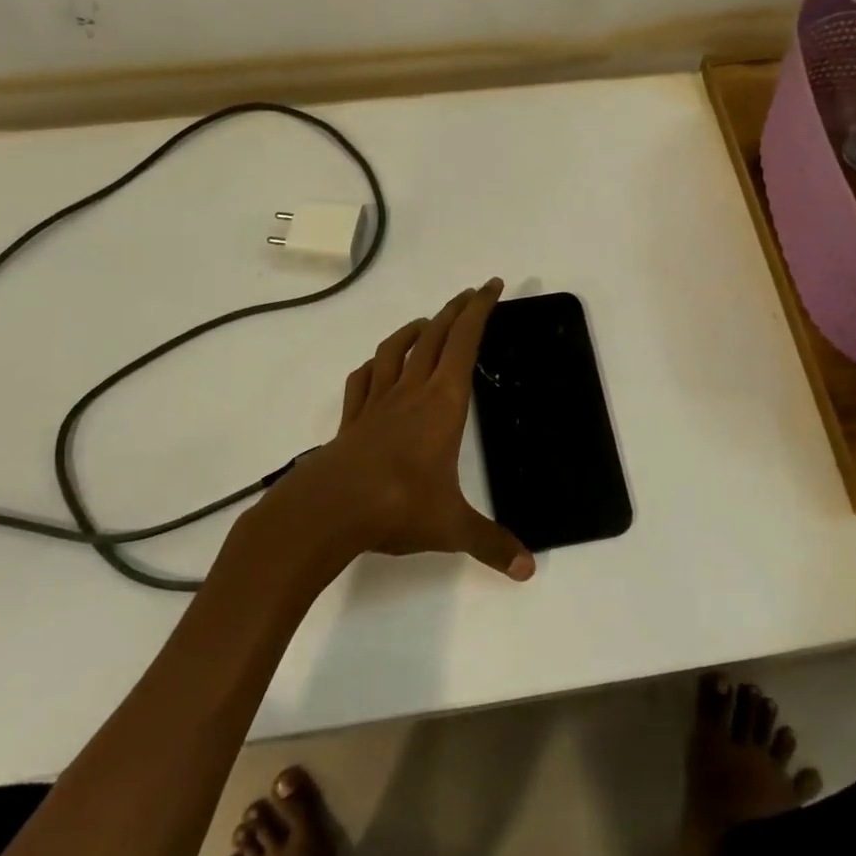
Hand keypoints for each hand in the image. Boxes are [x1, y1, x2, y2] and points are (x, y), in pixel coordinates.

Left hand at [264, 279, 534, 580]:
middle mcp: (411, 392)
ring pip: (396, 350)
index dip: (480, 310)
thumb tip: (528, 569)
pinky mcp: (352, 419)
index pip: (465, 343)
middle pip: (435, 336)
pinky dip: (374, 365)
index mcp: (442, 403)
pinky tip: (378, 367)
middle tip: (471, 294)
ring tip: (428, 321)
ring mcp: (377, 402)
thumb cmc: (397, 506)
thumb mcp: (451, 527)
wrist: (327, 510)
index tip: (492, 286)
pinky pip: (363, 380)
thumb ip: (491, 544)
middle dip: (455, 310)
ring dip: (415, 329)